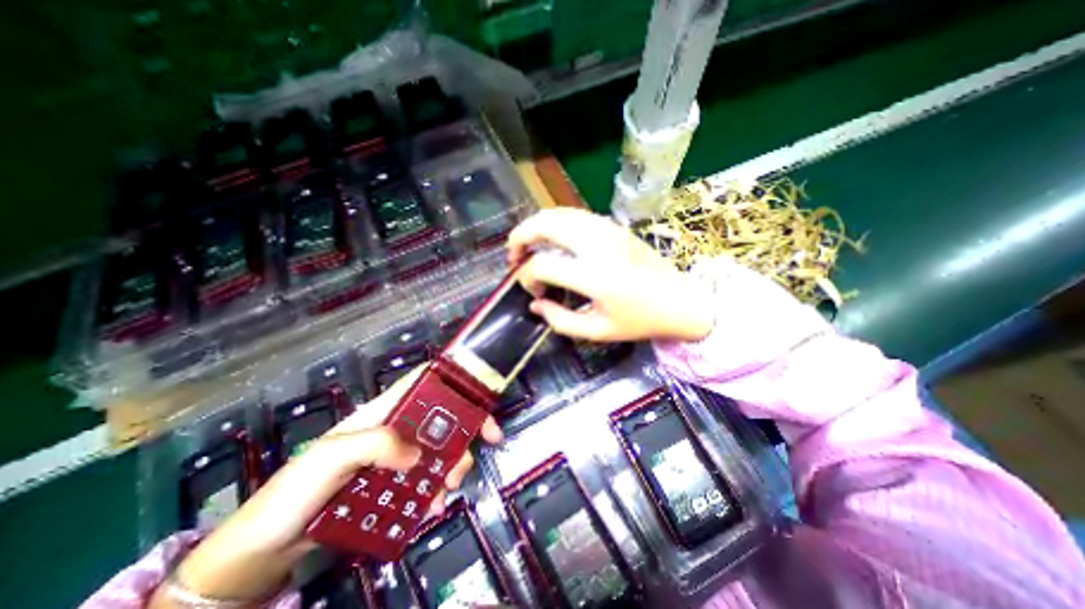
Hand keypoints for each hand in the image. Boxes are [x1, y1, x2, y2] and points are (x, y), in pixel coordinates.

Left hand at [149, 369, 500, 605]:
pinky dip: (436, 491)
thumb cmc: (294, 492)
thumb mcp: (331, 458)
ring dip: (451, 467)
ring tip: (447, 491)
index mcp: (383, 412)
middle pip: (442, 418)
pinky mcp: (395, 484)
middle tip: (474, 456)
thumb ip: (376, 445)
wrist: (264, 551)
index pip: (425, 382)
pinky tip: (431, 507)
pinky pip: (426, 480)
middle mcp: (396, 429)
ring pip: (439, 450)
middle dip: (463, 434)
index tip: (480, 402)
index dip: (456, 382)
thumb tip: (418, 455)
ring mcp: (396, 458)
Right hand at [513, 206, 717, 342]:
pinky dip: (555, 222)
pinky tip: (552, 239)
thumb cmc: (640, 321)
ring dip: (536, 226)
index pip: (543, 264)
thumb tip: (535, 304)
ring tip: (528, 246)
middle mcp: (598, 245)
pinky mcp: (614, 226)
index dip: (527, 277)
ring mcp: (607, 229)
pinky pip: (575, 214)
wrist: (681, 301)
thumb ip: (560, 320)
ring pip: (558, 213)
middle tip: (514, 257)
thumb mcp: (597, 331)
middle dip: (520, 237)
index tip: (534, 292)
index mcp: (595, 276)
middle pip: (545, 224)